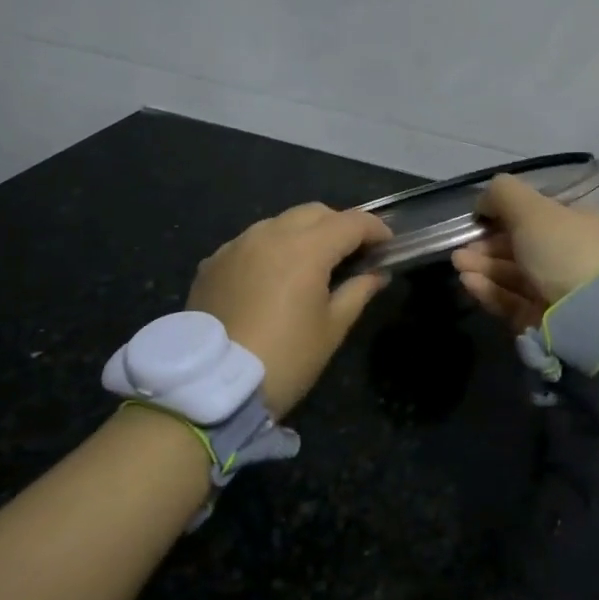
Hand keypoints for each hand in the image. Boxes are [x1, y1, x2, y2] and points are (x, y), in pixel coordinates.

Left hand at [188, 202, 392, 416]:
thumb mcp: (331, 329)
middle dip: (338, 225)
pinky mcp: (213, 262)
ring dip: (302, 234)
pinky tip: (272, 278)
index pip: (351, 222)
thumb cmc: (284, 359)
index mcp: (306, 248)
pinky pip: (250, 243)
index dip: (374, 229)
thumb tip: (376, 274)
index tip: (387, 245)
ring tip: (310, 264)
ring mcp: (237, 245)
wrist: (211, 387)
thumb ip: (357, 292)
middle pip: (314, 213)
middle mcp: (270, 233)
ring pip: (279, 223)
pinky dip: (270, 250)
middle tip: (351, 254)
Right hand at [451, 173, 598, 333]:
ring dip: (483, 266)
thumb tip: (484, 200)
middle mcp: (575, 257)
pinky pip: (513, 300)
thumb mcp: (533, 209)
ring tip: (458, 263)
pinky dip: (490, 290)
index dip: (507, 213)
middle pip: (523, 246)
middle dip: (488, 244)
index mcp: (584, 225)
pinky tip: (468, 282)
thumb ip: (504, 194)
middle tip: (462, 246)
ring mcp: (561, 292)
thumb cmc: (564, 251)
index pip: (541, 215)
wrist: (589, 321)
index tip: (480, 217)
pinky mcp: (545, 321)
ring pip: (515, 274)